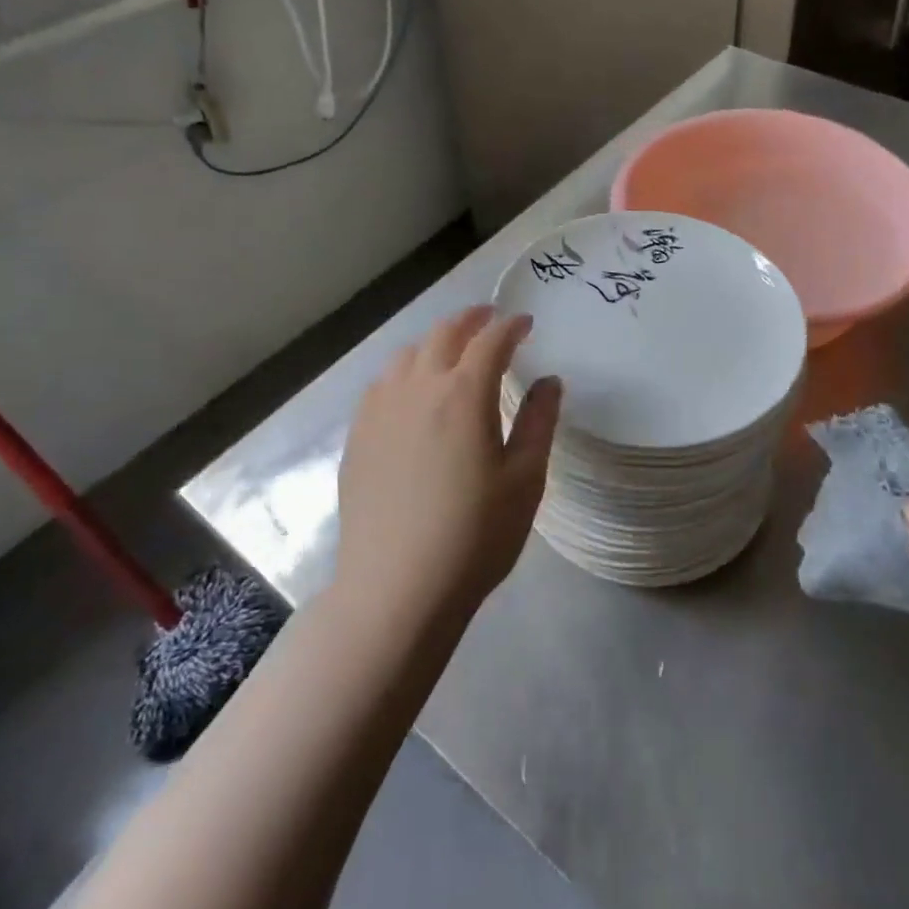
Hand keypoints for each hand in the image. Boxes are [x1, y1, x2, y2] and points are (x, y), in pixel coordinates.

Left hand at [336, 307, 560, 619]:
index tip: (526, 323)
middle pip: (444, 334)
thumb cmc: (475, 536)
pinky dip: (405, 370)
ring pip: (407, 354)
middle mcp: (418, 388)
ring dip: (435, 342)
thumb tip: (549, 381)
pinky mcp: (358, 435)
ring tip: (452, 351)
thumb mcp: (525, 480)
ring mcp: (381, 410)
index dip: (511, 326)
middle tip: (490, 318)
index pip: (491, 341)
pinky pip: (382, 383)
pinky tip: (412, 390)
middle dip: (471, 319)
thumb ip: (538, 422)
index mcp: (464, 395)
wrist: (397, 589)